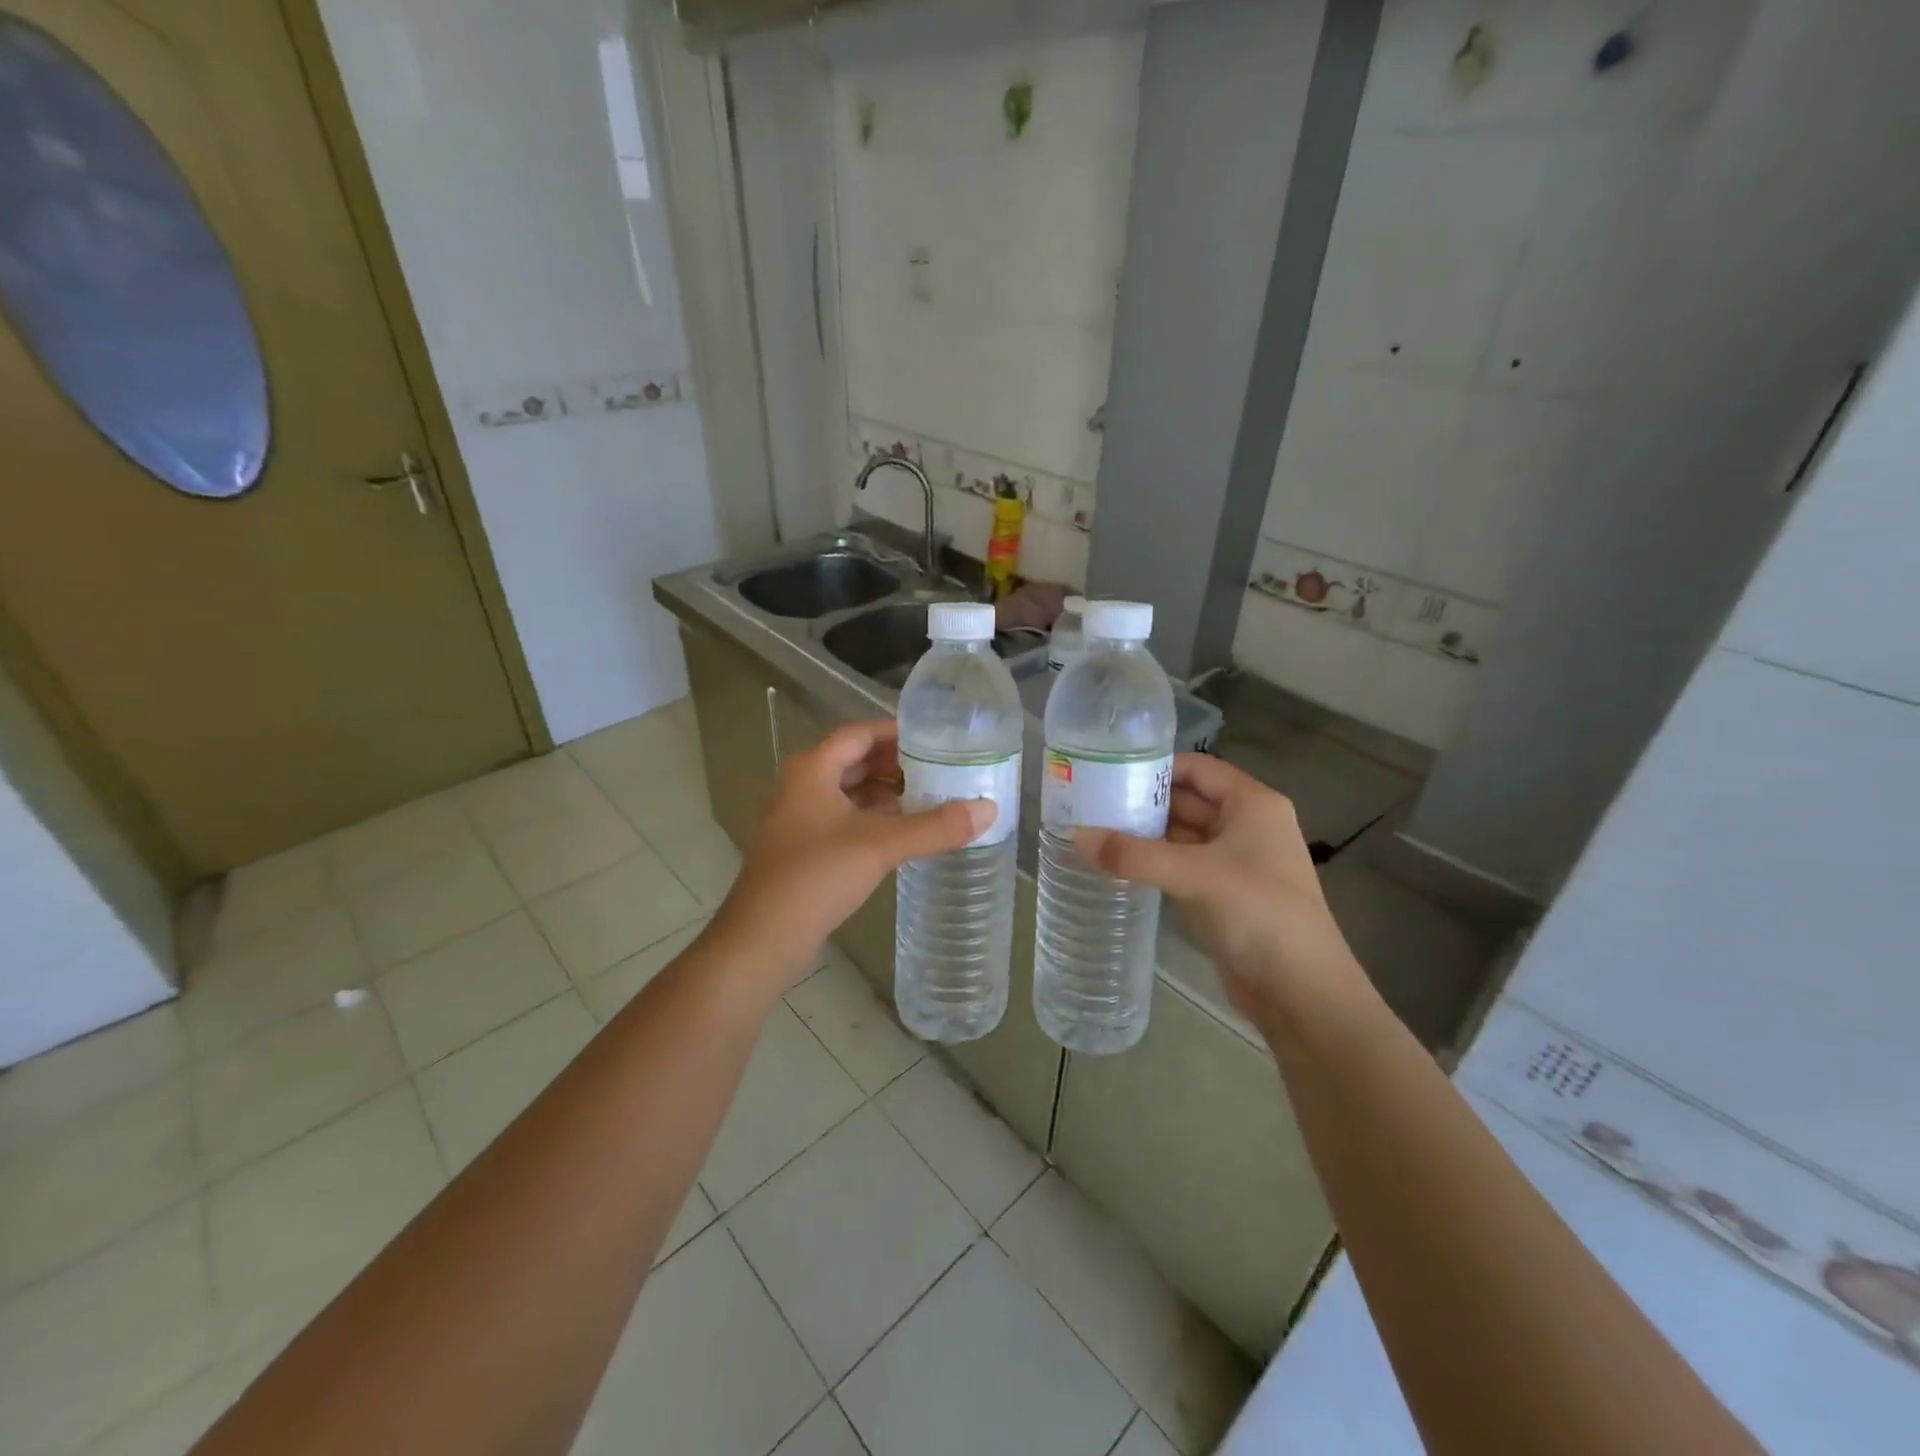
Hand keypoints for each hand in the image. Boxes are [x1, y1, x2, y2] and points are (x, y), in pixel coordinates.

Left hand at [711, 720, 991, 990]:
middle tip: (940, 769)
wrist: (763, 938)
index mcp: (812, 769)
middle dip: (896, 764)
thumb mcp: (881, 845)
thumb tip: (989, 810)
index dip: (896, 733)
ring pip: (849, 792)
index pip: (859, 733)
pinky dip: (873, 818)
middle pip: (854, 761)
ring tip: (930, 798)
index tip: (935, 739)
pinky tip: (903, 832)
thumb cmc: (817, 876)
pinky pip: (844, 819)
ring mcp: (799, 819)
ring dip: (886, 793)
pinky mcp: (804, 848)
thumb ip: (935, 827)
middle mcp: (802, 786)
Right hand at [1076, 754, 1363, 1024]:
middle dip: (1142, 802)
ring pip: (1181, 836)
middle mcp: (1246, 826)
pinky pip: (1181, 867)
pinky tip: (1117, 864)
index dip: (1155, 766)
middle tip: (1090, 803)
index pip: (1197, 768)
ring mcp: (1235, 862)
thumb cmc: (1260, 914)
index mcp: (1252, 804)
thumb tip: (1076, 837)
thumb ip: (1134, 855)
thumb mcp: (1195, 876)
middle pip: (1187, 800)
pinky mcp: (1223, 895)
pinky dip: (1153, 863)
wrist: (1302, 992)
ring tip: (1093, 830)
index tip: (1108, 771)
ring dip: (1144, 834)